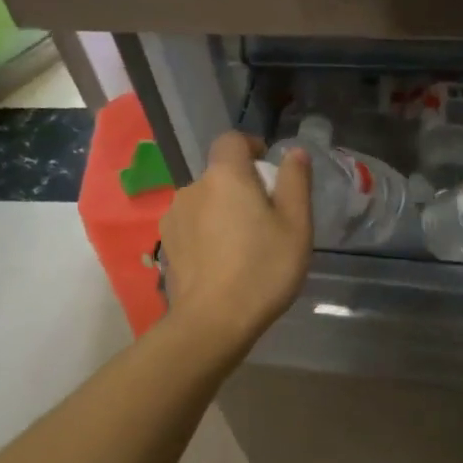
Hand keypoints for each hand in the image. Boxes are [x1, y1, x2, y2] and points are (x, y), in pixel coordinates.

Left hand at [160, 133, 312, 351]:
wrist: (212, 322)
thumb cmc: (263, 269)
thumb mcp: (296, 225)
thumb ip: (295, 182)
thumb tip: (293, 152)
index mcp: (225, 176)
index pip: (231, 140)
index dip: (251, 146)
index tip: (268, 170)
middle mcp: (192, 188)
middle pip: (219, 175)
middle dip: (240, 187)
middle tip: (265, 219)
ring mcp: (174, 218)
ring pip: (204, 202)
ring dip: (222, 212)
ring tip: (242, 246)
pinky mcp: (167, 246)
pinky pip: (192, 227)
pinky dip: (207, 235)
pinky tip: (222, 263)